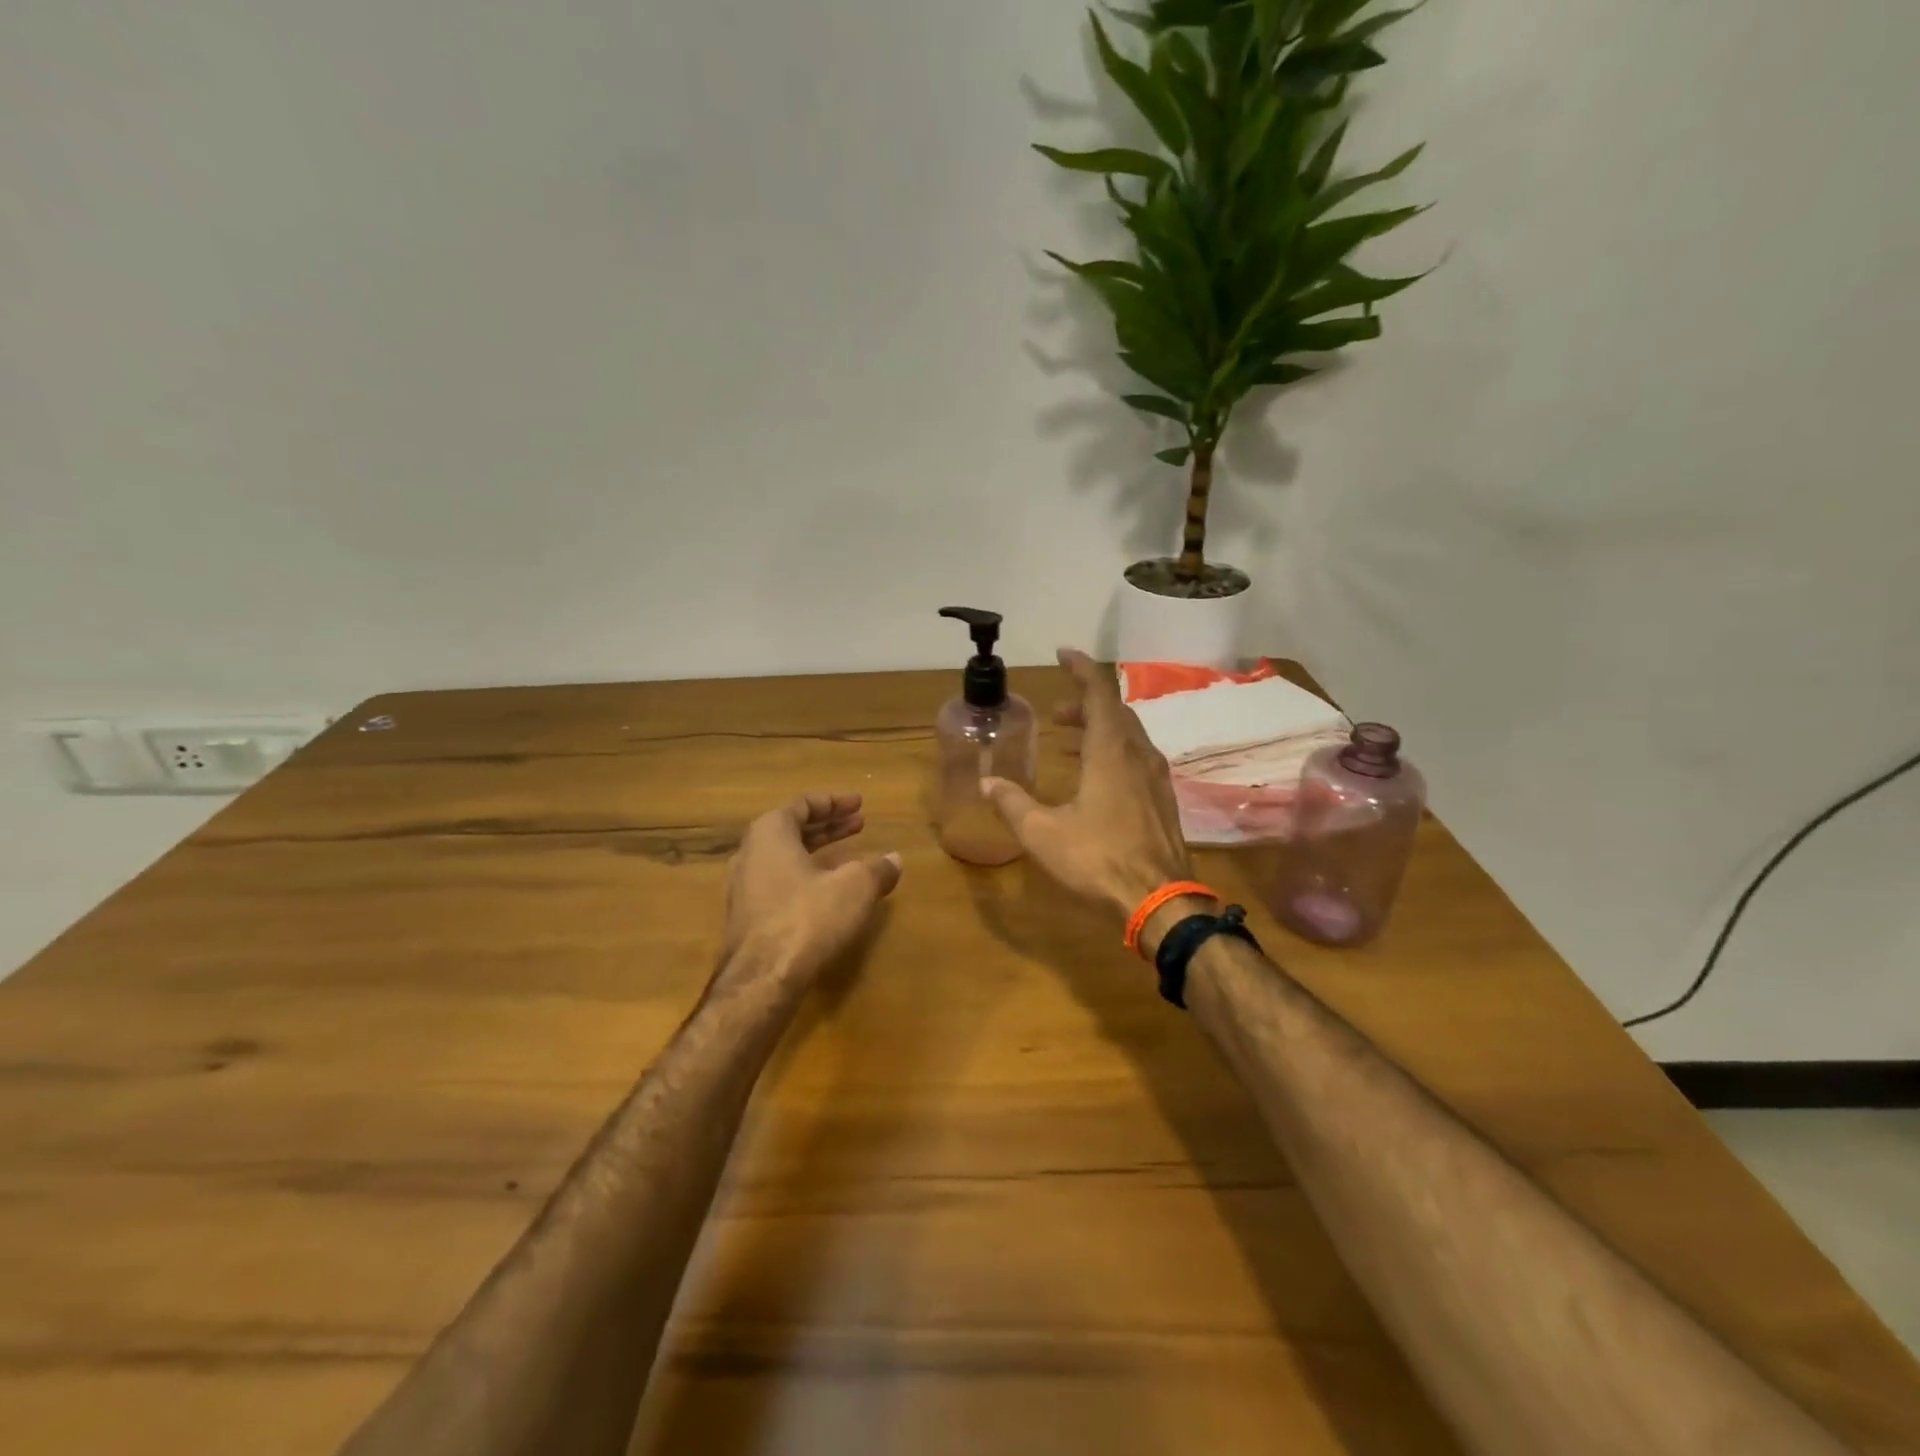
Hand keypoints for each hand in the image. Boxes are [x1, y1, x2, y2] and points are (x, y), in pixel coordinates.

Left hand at [721, 792, 902, 990]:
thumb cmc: (809, 917)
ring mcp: (744, 888)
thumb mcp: (855, 887)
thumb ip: (876, 869)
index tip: (860, 804)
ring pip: (785, 857)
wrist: (763, 979)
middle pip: (792, 829)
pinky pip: (780, 882)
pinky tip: (830, 892)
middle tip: (860, 824)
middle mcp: (750, 854)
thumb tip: (895, 860)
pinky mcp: (747, 918)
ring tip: (850, 856)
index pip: (803, 804)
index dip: (834, 802)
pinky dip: (807, 876)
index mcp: (770, 833)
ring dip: (818, 852)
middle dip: (829, 826)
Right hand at [980, 649, 1193, 921]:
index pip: (1099, 692)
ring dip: (1100, 728)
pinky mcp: (1164, 800)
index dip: (1081, 668)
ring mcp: (1157, 778)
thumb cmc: (1099, 859)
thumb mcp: (1043, 833)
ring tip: (1070, 740)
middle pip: (1115, 711)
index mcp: (1111, 752)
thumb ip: (1013, 804)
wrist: (1161, 901)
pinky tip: (1098, 777)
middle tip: (1057, 711)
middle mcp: (1138, 755)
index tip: (1063, 653)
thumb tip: (986, 783)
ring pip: (1129, 735)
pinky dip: (1114, 751)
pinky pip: (1138, 758)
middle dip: (1085, 703)